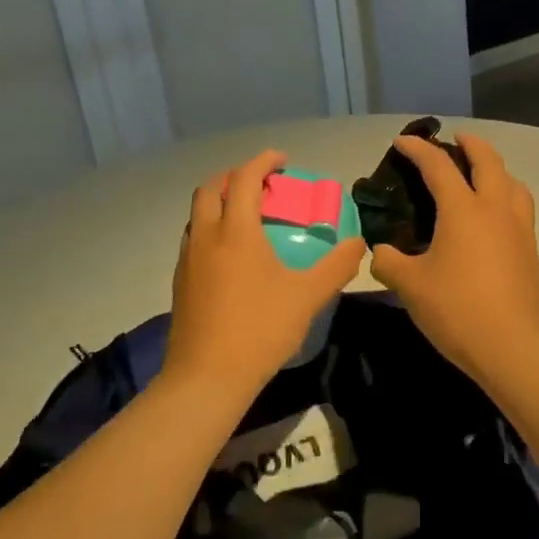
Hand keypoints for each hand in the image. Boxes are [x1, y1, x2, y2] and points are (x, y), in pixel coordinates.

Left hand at [165, 150, 364, 401]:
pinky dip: (211, 229)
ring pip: (197, 214)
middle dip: (234, 177)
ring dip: (219, 202)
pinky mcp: (180, 282)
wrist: (206, 377)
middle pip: (210, 188)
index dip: (262, 161)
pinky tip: (231, 256)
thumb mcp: (307, 297)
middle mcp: (206, 236)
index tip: (281, 160)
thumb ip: (336, 266)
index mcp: (235, 230)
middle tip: (261, 185)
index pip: (243, 178)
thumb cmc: (259, 329)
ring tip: (247, 216)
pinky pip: (194, 239)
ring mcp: (188, 259)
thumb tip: (358, 243)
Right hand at [368, 133, 538, 377]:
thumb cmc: (457, 309)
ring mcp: (519, 229)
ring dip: (496, 169)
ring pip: (513, 182)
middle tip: (455, 139)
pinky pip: (520, 207)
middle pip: (488, 161)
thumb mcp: (410, 285)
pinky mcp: (530, 250)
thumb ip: (388, 262)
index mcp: (463, 210)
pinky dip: (506, 195)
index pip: (438, 166)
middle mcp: (495, 209)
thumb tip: (379, 251)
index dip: (418, 149)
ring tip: (480, 174)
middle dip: (471, 144)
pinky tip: (493, 216)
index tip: (402, 141)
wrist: (512, 348)